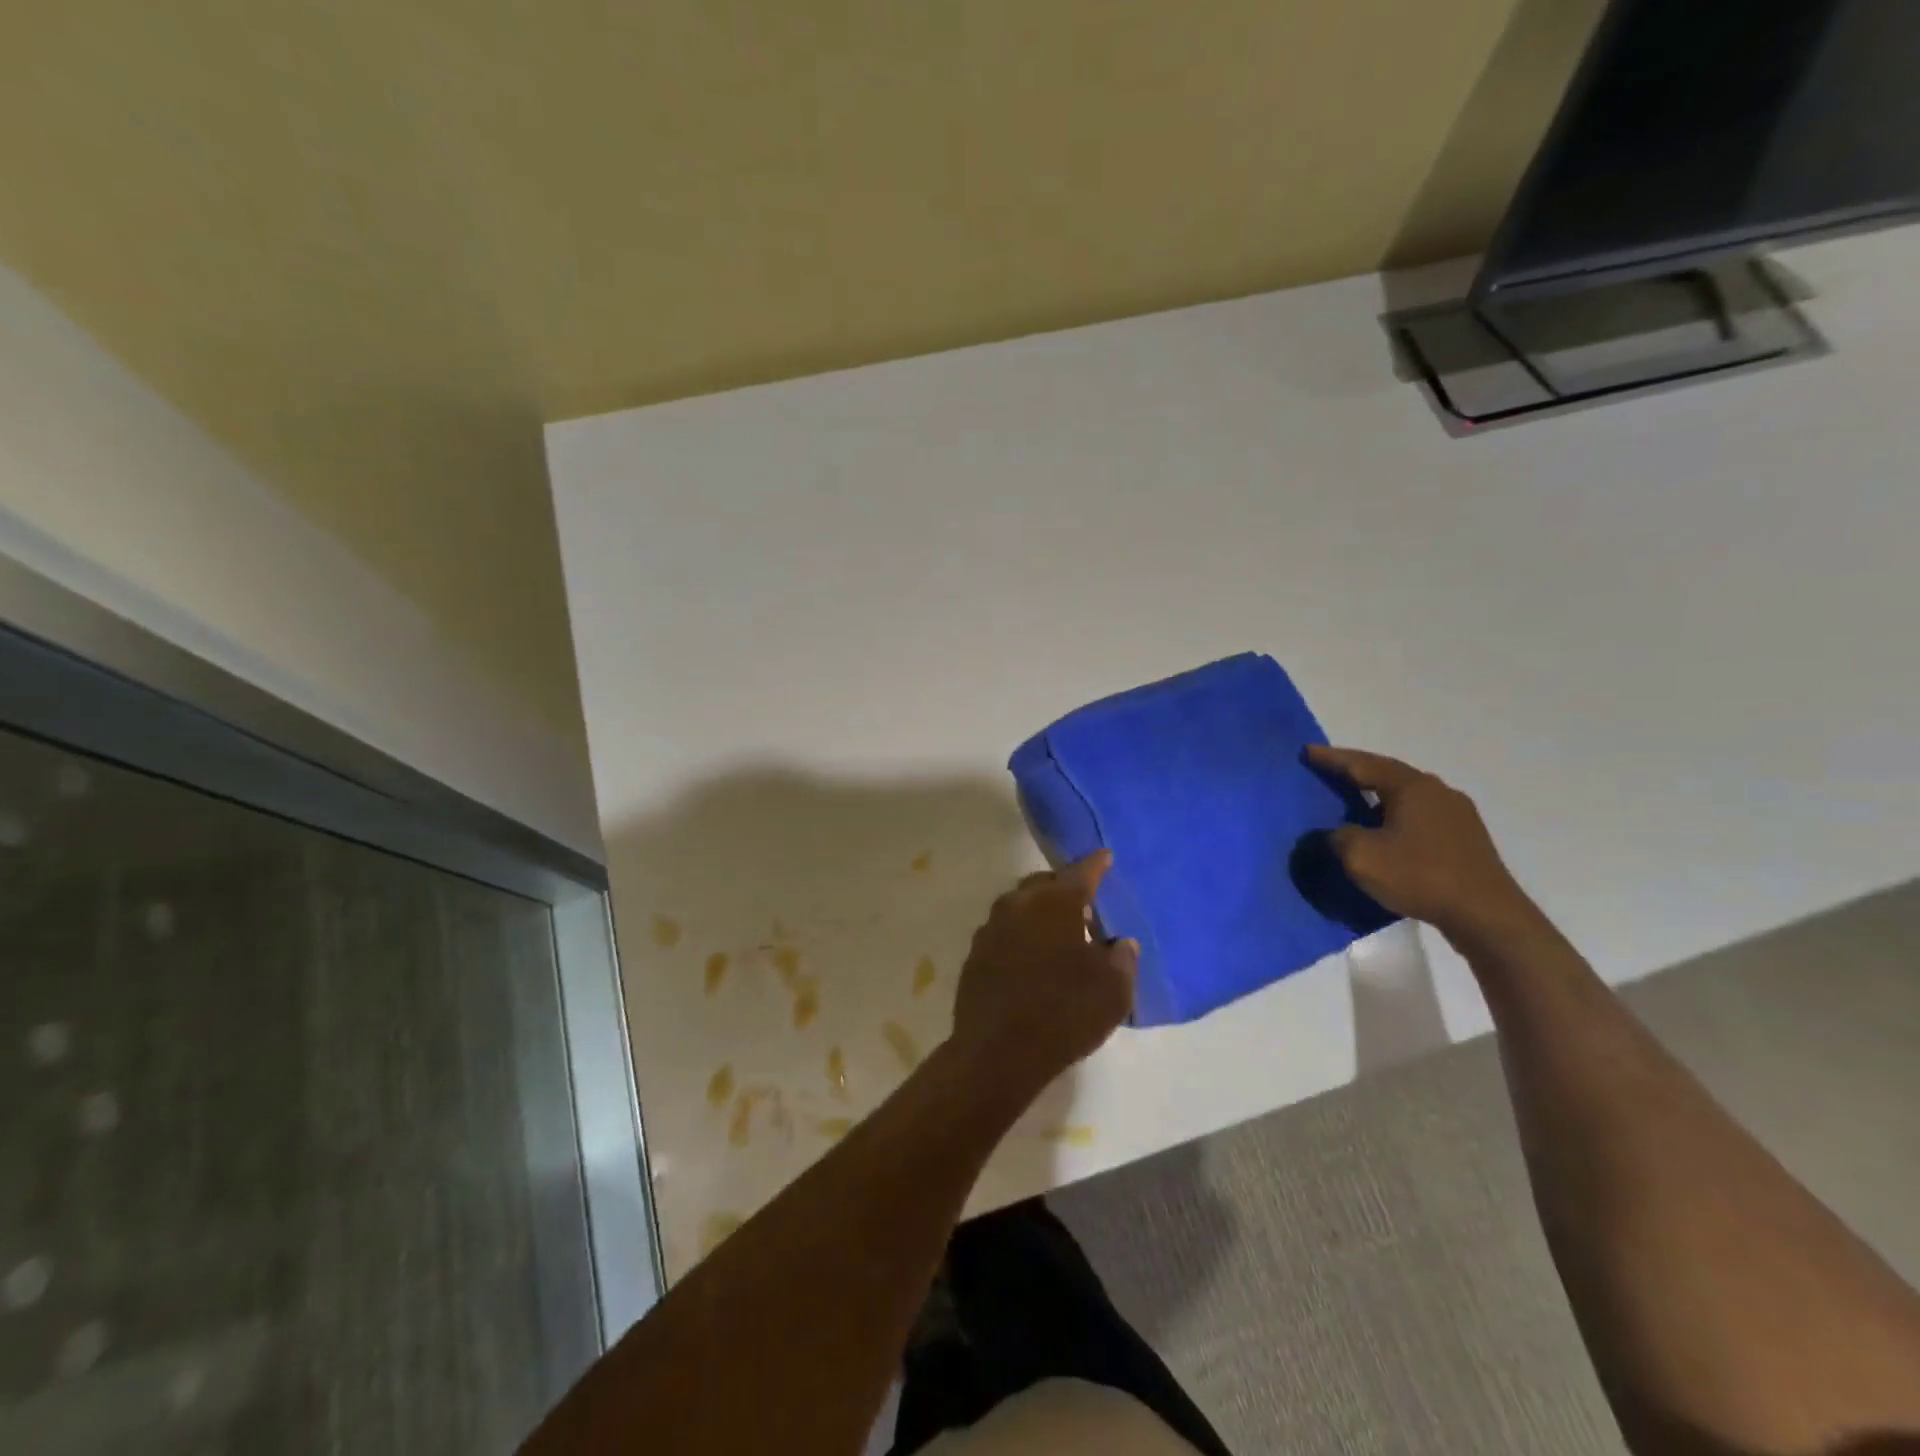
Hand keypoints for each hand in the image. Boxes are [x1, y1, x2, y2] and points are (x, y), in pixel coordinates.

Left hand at [949, 853, 1137, 1095]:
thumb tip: (1121, 944)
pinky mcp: (975, 953)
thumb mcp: (1112, 991)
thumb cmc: (1064, 1013)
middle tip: (1083, 904)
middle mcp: (1019, 904)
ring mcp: (991, 927)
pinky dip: (1021, 934)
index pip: (1081, 872)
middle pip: (1044, 883)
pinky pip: (1004, 931)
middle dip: (1064, 887)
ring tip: (1058, 932)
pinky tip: (1031, 957)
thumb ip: (1121, 960)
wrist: (997, 1052)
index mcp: (1055, 902)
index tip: (1105, 857)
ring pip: (1020, 905)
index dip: (1096, 864)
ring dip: (1039, 911)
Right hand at [1307, 746, 1537, 943]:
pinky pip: (1420, 816)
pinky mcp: (1466, 839)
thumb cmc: (1420, 875)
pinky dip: (1395, 817)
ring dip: (1377, 796)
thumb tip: (1333, 833)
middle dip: (1356, 772)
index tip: (1307, 751)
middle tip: (1328, 772)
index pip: (1362, 764)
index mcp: (1412, 786)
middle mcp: (1437, 791)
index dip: (1331, 758)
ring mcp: (1457, 815)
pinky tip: (1385, 832)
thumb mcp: (1361, 856)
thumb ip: (1337, 837)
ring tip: (1353, 802)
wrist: (1486, 916)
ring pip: (1406, 796)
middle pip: (1387, 774)